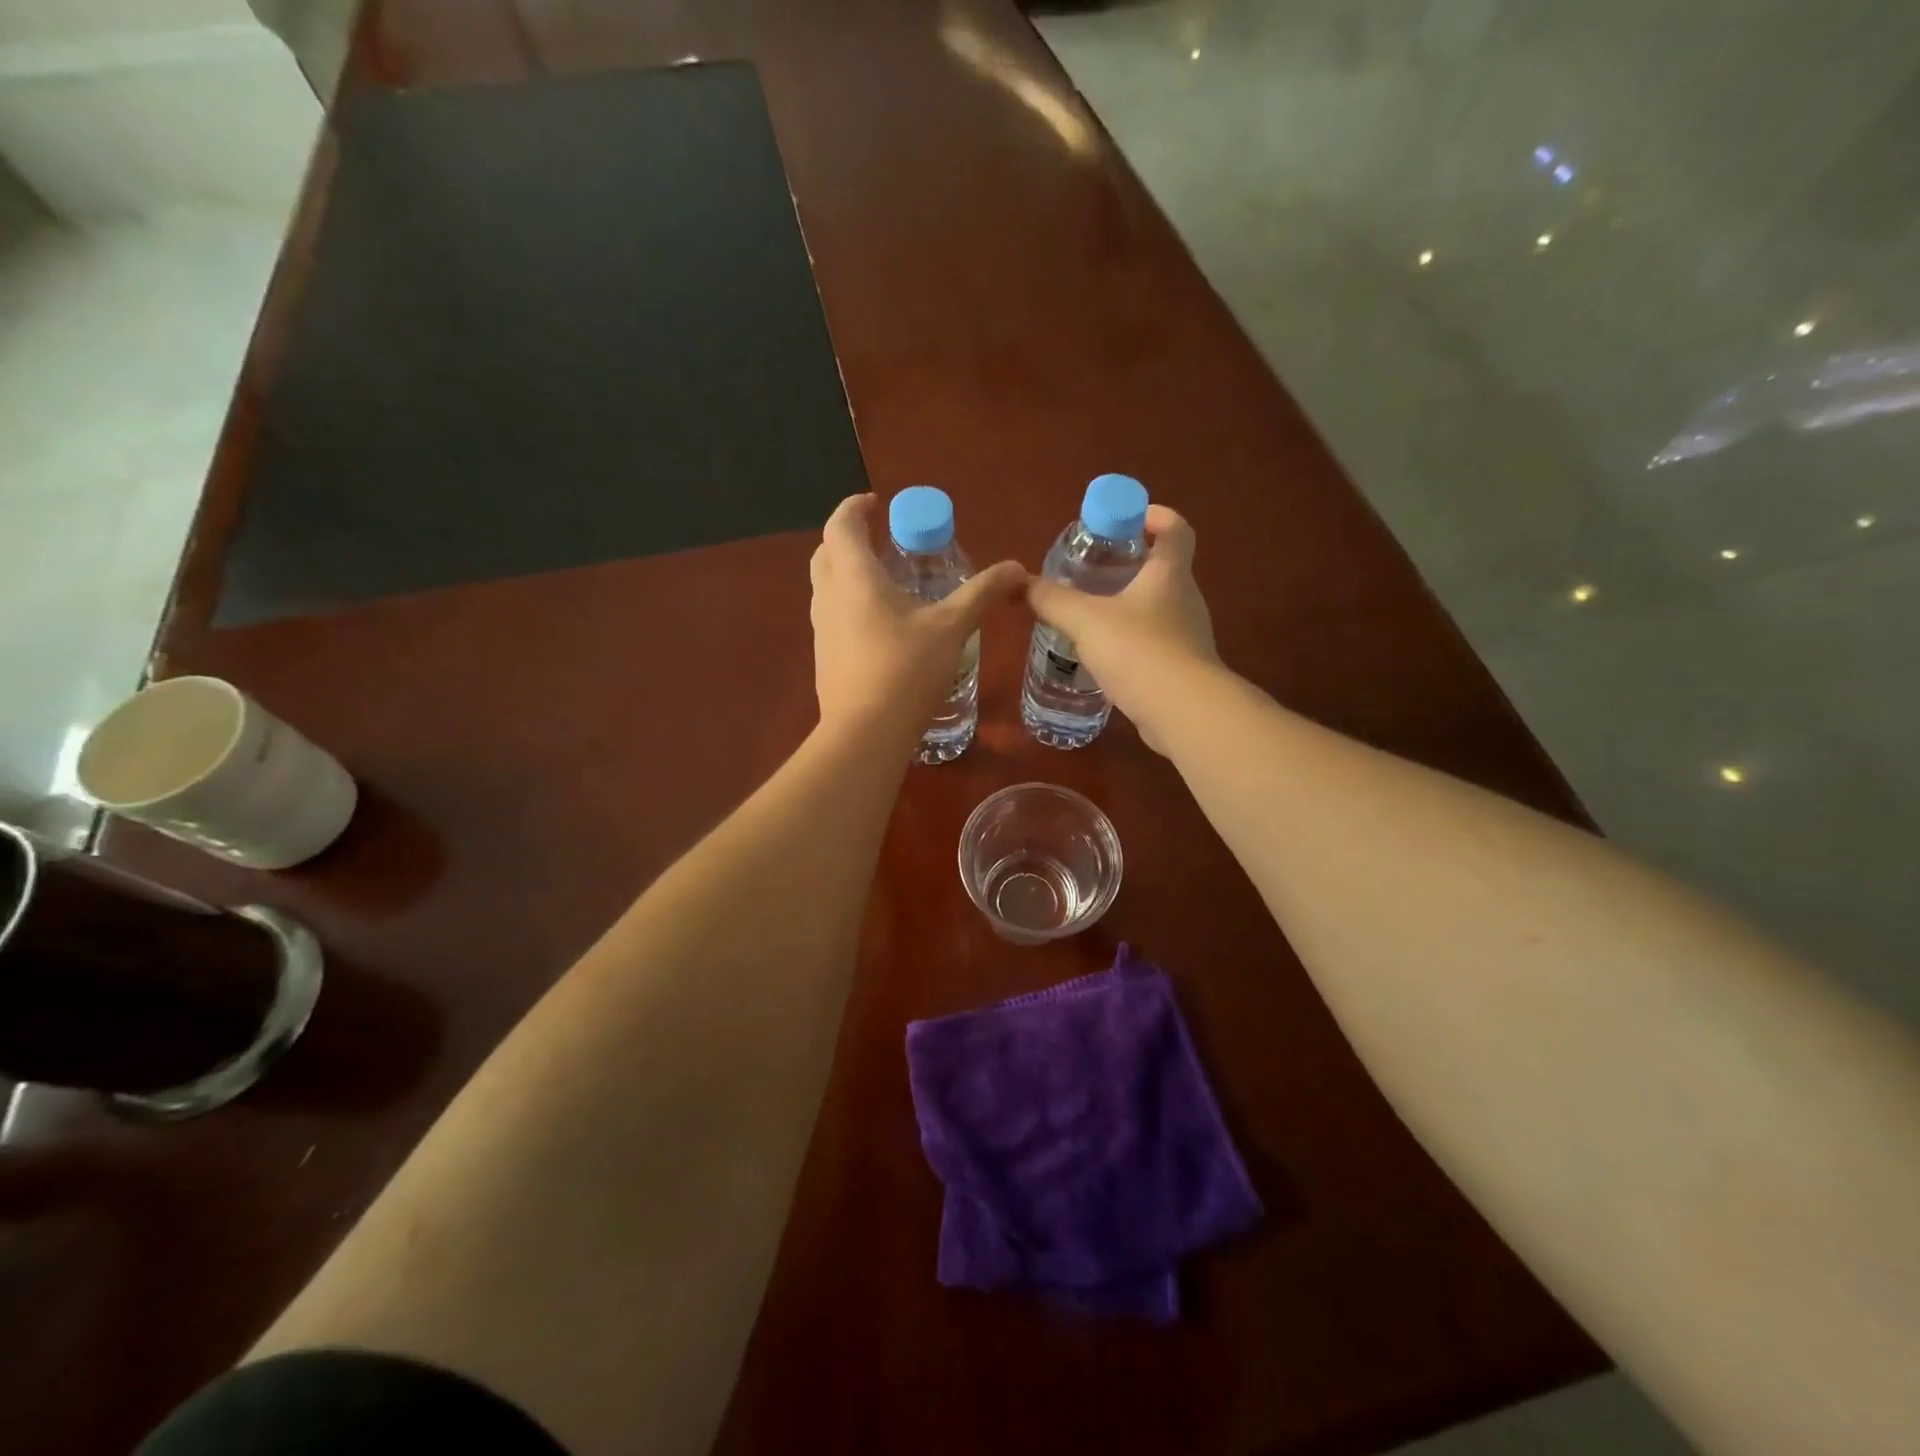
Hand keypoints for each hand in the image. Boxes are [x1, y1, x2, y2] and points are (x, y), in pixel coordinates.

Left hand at [809, 494, 1025, 737]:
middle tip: (883, 539)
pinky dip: (849, 602)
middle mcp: (829, 596)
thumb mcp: (952, 628)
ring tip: (885, 579)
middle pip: (827, 551)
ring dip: (847, 571)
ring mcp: (822, 629)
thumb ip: (982, 593)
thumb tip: (1017, 568)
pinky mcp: (824, 656)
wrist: (865, 733)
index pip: (841, 524)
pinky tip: (880, 624)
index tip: (877, 503)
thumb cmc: (906, 671)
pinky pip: (832, 614)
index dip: (856, 507)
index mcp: (854, 577)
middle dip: (850, 537)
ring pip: (826, 585)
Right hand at [1025, 504, 1215, 752]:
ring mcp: (1188, 636)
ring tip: (1090, 617)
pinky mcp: (1182, 669)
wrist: (1183, 712)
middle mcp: (1185, 599)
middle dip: (1130, 565)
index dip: (1153, 515)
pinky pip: (1155, 644)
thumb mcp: (1086, 620)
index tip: (1125, 520)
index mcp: (1169, 574)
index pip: (1174, 528)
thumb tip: (1021, 583)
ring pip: (1157, 610)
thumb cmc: (1139, 651)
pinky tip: (1104, 658)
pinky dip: (1131, 643)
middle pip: (1164, 568)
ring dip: (1128, 607)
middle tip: (1092, 572)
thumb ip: (1052, 600)